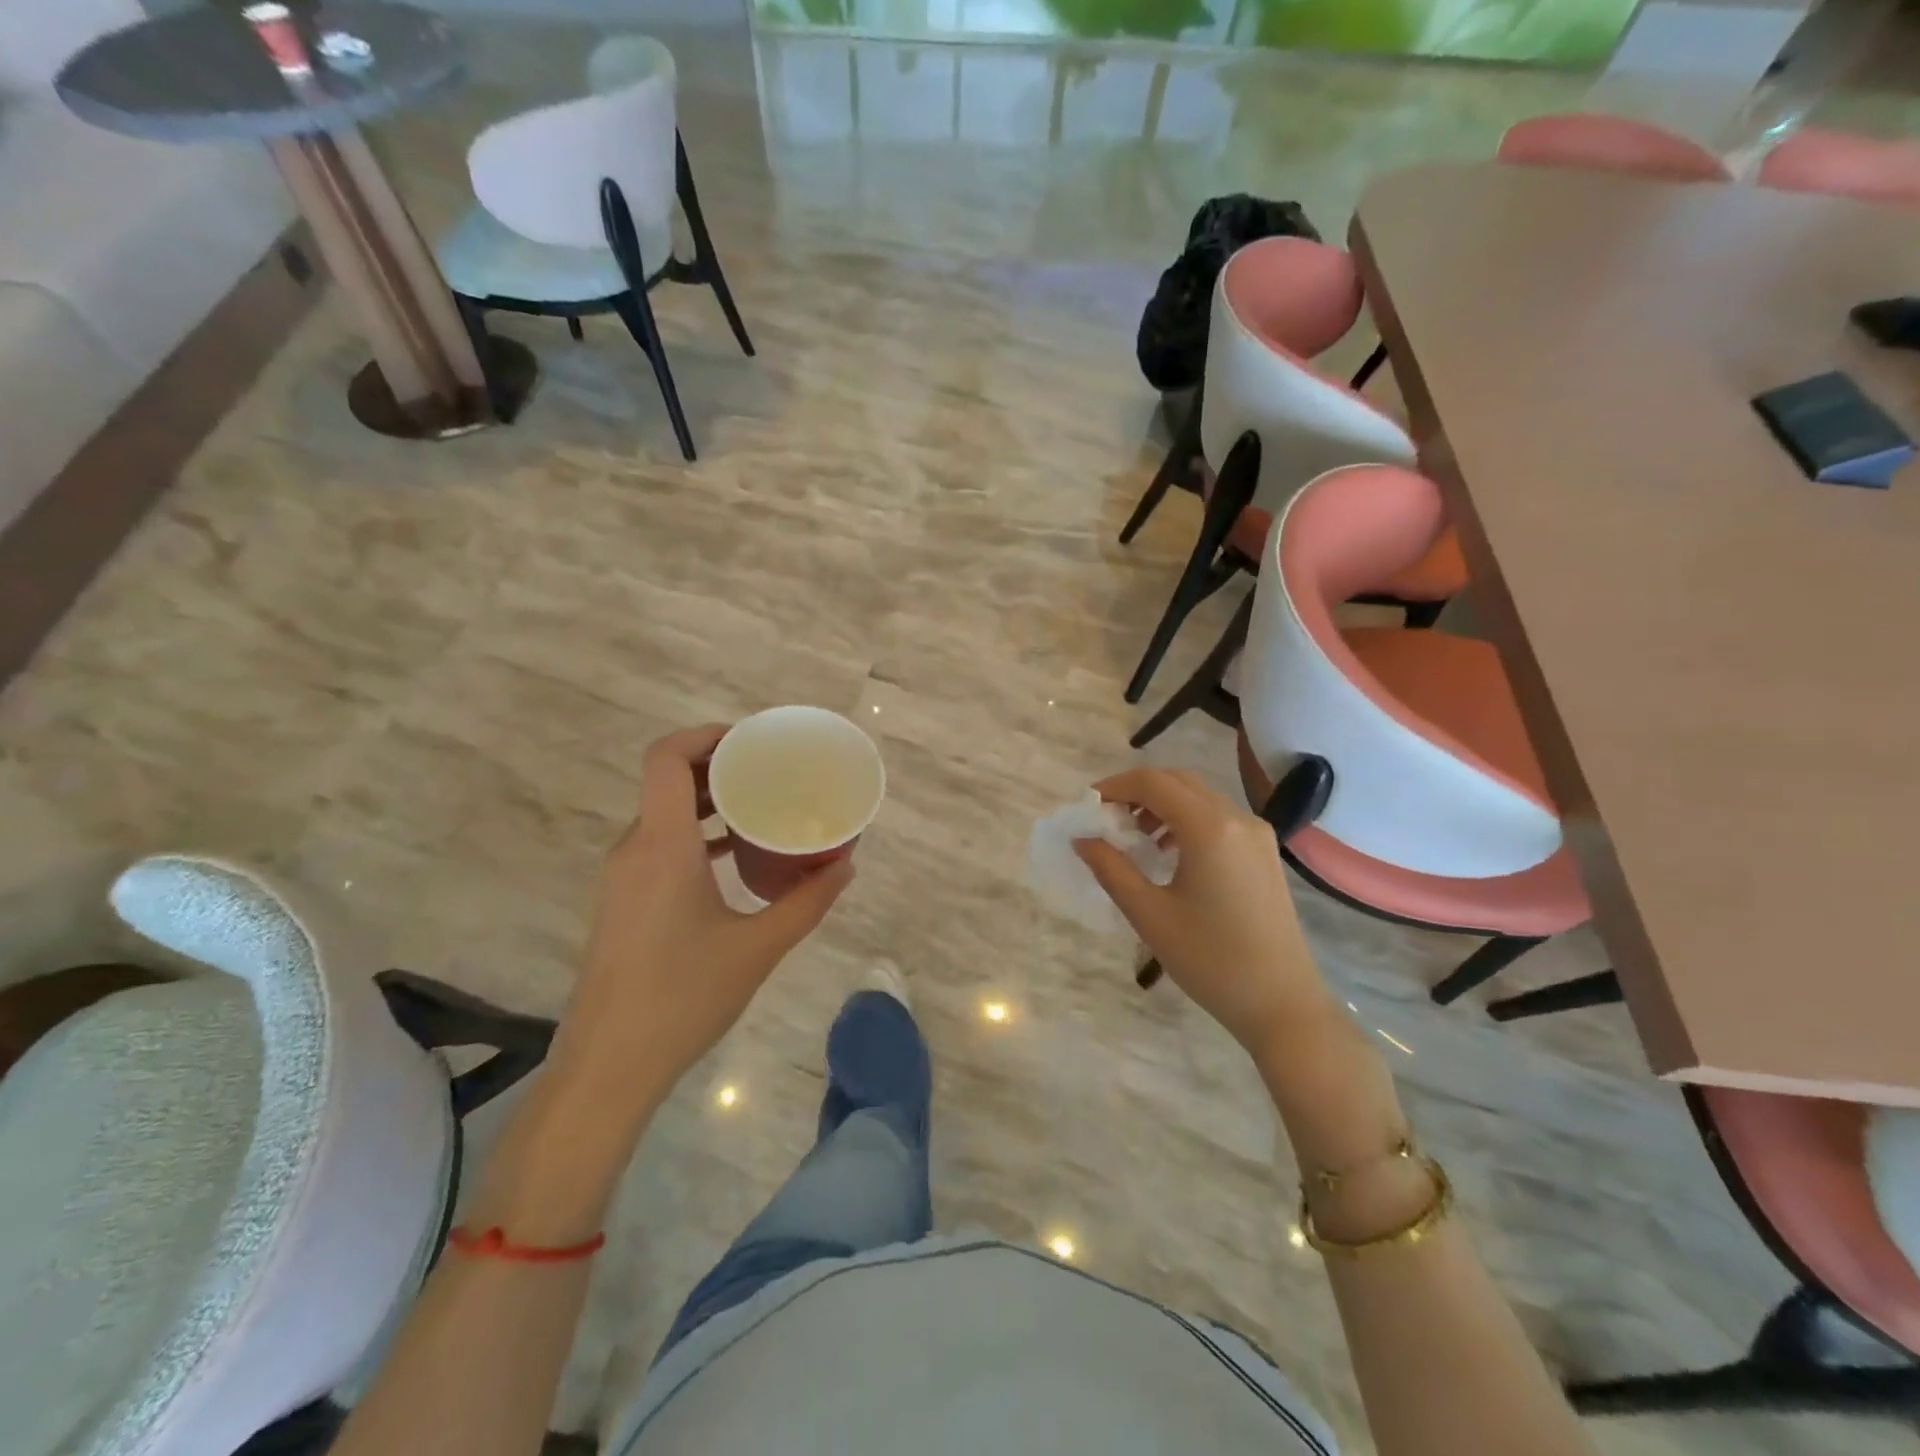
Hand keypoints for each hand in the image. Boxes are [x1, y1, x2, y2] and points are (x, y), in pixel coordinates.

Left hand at [547, 724, 854, 1121]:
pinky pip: (661, 845)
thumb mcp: (759, 948)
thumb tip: (846, 864)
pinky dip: (697, 835)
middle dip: (720, 766)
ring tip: (762, 806)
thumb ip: (808, 901)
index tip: (752, 741)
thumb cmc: (683, 998)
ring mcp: (624, 877)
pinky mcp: (623, 902)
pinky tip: (736, 856)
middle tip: (772, 770)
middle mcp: (636, 849)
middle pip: (669, 781)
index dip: (705, 735)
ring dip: (710, 802)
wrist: (608, 1067)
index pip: (666, 758)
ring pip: (665, 814)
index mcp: (663, 845)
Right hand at [1073, 768, 1334, 1055]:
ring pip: (1199, 797)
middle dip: (1137, 791)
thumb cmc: (1210, 960)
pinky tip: (1169, 852)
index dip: (1115, 786)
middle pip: (1177, 781)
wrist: (1282, 1004)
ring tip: (1134, 837)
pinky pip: (1218, 817)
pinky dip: (1186, 820)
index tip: (1087, 806)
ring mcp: (1256, 834)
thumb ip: (1111, 869)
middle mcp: (1236, 818)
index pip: (1153, 783)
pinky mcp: (1264, 852)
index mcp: (1209, 828)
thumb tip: (1083, 838)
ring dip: (1162, 804)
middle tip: (1107, 819)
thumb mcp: (1149, 915)